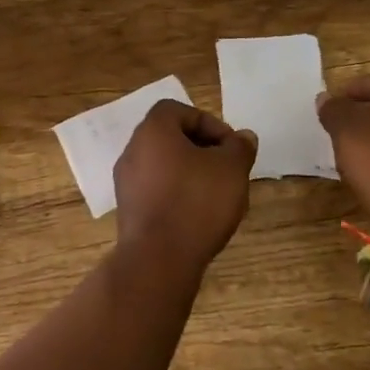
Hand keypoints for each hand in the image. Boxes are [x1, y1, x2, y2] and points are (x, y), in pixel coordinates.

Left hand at [113, 100, 257, 267]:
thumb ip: (240, 147)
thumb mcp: (232, 169)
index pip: (178, 110)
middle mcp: (133, 150)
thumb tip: (243, 137)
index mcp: (153, 131)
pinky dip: (176, 194)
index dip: (208, 123)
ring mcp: (126, 181)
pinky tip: (197, 216)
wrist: (158, 259)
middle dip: (202, 149)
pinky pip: (156, 190)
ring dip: (190, 172)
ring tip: (216, 194)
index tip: (230, 146)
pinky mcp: (128, 210)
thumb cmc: (196, 202)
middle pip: (170, 137)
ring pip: (163, 165)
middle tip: (226, 168)